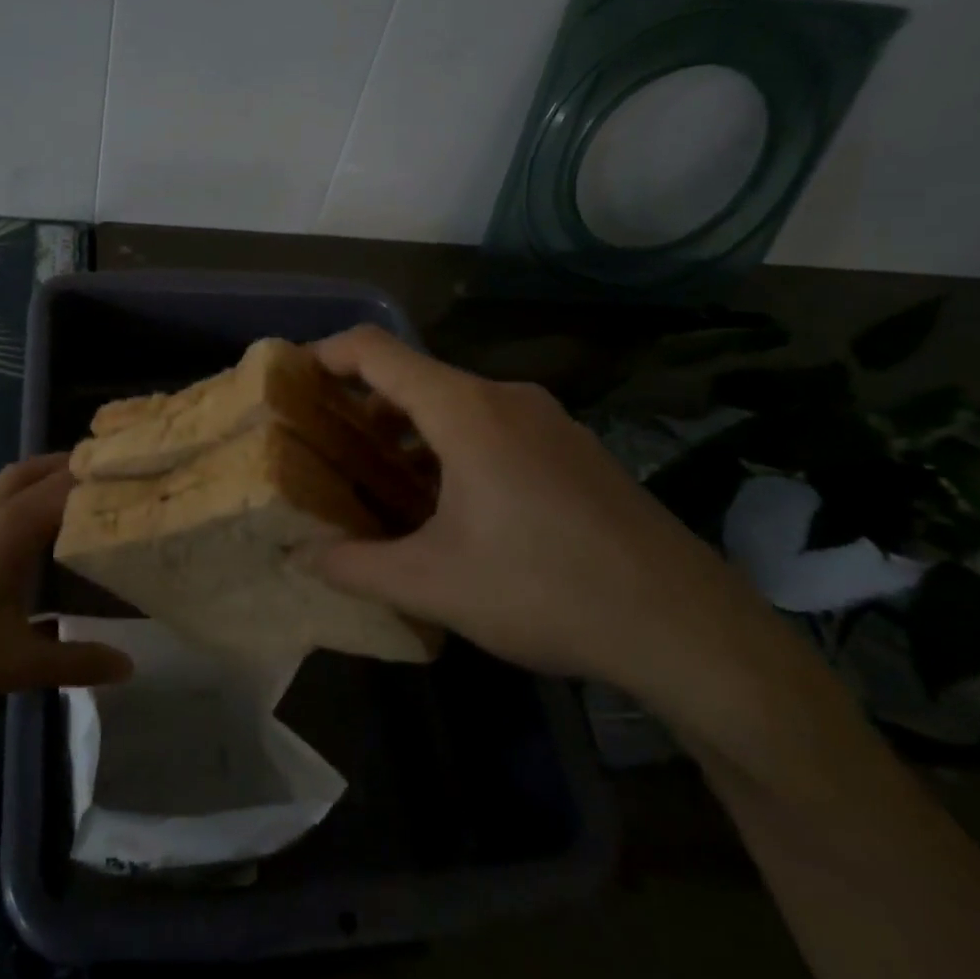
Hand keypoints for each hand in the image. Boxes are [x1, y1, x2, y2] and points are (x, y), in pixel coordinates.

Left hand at [0, 454, 133, 704]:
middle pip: (42, 469)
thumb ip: (76, 662)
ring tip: (87, 498)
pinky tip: (46, 537)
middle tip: (119, 483)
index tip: (148, 475)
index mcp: (16, 526)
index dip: (108, 476)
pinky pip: (6, 503)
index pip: (71, 484)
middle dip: (81, 467)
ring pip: (19, 481)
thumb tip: (129, 665)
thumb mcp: (18, 662)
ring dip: (51, 478)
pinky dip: (31, 501)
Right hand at [311, 326, 762, 695]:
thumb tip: (304, 558)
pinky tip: (452, 506)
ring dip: (410, 432)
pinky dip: (452, 447)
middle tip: (329, 446)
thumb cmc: (546, 589)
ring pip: (456, 405)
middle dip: (363, 405)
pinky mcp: (574, 449)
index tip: (291, 379)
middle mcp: (506, 398)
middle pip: (415, 377)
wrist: (688, 627)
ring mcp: (548, 420)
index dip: (325, 354)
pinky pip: (494, 428)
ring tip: (383, 482)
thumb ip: (357, 566)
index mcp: (465, 410)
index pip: (375, 350)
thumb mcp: (435, 585)